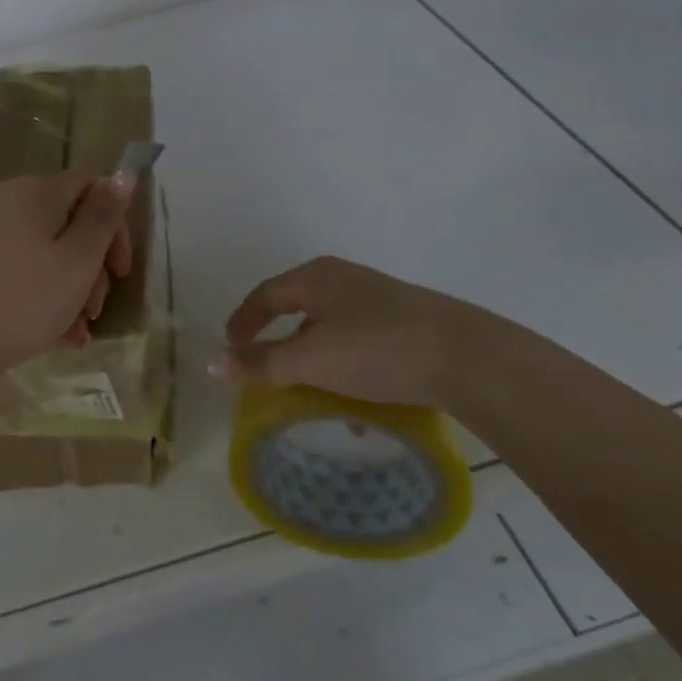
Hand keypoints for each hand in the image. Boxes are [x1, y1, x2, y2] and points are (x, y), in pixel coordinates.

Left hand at [0, 173, 134, 375]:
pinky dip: (41, 294)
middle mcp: (6, 200)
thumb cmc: (22, 299)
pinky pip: (19, 268)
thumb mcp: (78, 260)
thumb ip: (103, 216)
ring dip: (70, 288)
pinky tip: (56, 336)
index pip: (90, 188)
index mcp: (34, 191)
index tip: (120, 272)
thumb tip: (123, 174)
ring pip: (44, 251)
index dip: (114, 227)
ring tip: (78, 332)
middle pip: (67, 222)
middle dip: (91, 266)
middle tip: (96, 309)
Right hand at [216, 256, 519, 410]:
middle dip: (279, 343)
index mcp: (315, 277)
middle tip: (265, 372)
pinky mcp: (406, 321)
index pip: (264, 295)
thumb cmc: (376, 350)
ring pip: (330, 329)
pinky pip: (360, 342)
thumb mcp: (311, 360)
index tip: (230, 350)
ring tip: (312, 395)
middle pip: (297, 310)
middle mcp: (344, 279)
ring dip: (314, 361)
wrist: (470, 358)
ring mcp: (378, 298)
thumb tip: (211, 361)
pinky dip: (346, 367)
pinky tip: (359, 403)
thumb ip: (261, 363)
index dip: (242, 322)